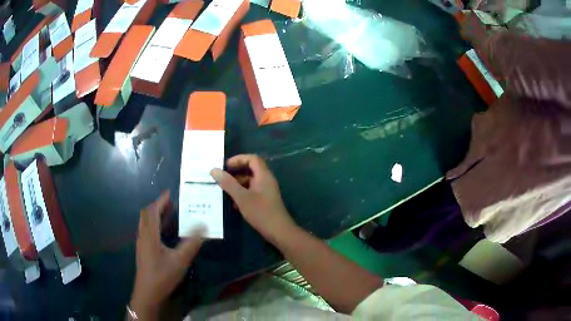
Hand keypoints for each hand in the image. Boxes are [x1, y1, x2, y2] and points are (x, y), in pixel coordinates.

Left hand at [130, 191, 203, 319]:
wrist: (148, 293)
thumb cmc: (162, 275)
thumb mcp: (180, 260)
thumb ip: (191, 243)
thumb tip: (203, 225)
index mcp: (150, 234)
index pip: (152, 211)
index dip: (160, 200)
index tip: (170, 193)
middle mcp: (143, 236)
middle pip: (147, 215)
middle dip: (158, 206)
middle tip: (171, 203)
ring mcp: (142, 244)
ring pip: (146, 223)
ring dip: (156, 216)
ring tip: (169, 214)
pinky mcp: (143, 251)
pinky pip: (148, 231)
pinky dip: (155, 226)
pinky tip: (164, 233)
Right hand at [210, 154, 296, 244]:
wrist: (279, 232)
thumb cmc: (261, 212)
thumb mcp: (242, 197)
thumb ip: (228, 183)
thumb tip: (214, 170)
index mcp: (264, 176)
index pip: (252, 159)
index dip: (239, 159)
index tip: (225, 166)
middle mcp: (266, 181)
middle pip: (250, 170)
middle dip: (235, 172)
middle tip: (221, 178)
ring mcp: (266, 192)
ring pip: (249, 182)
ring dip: (237, 185)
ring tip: (223, 191)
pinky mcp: (264, 201)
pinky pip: (251, 192)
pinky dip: (241, 194)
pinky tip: (231, 203)